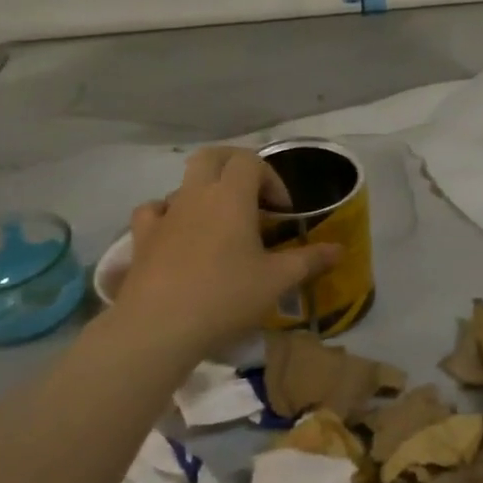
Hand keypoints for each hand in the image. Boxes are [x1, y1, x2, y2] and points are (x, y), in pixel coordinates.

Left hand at [112, 146, 338, 352]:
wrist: (159, 326)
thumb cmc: (226, 296)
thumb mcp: (277, 281)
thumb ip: (310, 260)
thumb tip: (340, 249)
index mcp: (231, 196)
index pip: (251, 160)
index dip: (271, 177)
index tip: (282, 211)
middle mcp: (196, 195)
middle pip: (212, 156)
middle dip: (235, 166)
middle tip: (253, 196)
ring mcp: (165, 214)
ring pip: (183, 184)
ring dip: (205, 193)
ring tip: (220, 225)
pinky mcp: (142, 238)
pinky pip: (154, 211)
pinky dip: (169, 214)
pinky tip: (178, 234)